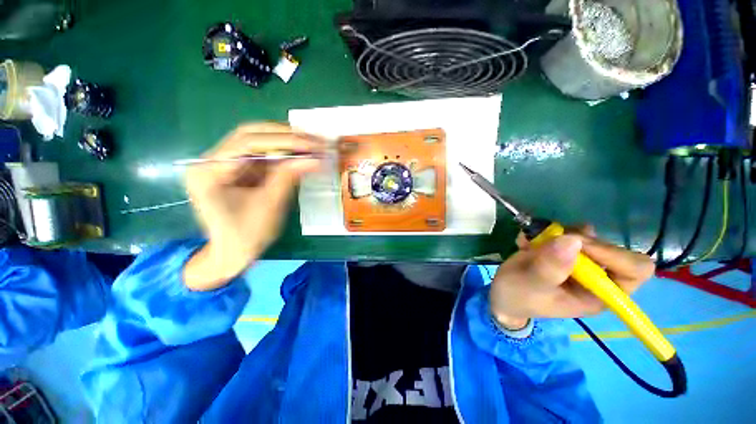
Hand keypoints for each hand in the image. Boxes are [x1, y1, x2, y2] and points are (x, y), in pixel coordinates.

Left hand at [183, 123, 322, 290]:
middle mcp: (210, 160)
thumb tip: (315, 158)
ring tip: (311, 145)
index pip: (248, 142)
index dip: (285, 140)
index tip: (313, 144)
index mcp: (208, 170)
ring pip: (257, 142)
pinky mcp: (237, 171)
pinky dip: (283, 155)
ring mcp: (223, 164)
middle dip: (285, 136)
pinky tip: (300, 154)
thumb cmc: (247, 236)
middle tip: (314, 140)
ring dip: (286, 143)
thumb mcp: (270, 205)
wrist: (232, 254)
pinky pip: (262, 156)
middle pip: (250, 135)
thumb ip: (288, 177)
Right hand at [489, 226, 654, 329]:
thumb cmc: (518, 296)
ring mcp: (580, 263)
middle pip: (610, 248)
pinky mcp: (563, 252)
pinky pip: (564, 232)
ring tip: (532, 242)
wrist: (502, 293)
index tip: (578, 246)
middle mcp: (596, 278)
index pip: (634, 270)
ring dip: (558, 234)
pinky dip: (544, 232)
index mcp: (599, 295)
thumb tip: (572, 240)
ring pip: (587, 236)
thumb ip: (550, 268)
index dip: (612, 254)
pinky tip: (526, 242)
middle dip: (579, 241)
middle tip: (551, 239)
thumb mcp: (530, 286)